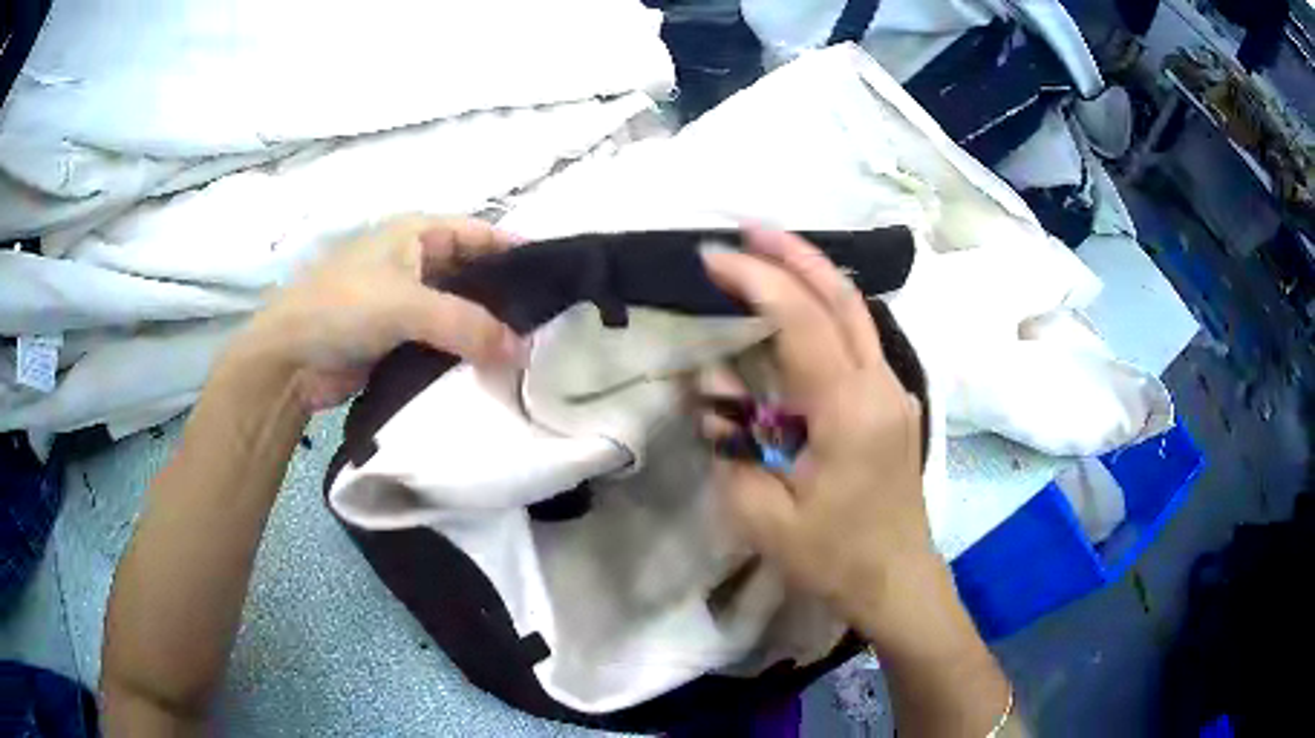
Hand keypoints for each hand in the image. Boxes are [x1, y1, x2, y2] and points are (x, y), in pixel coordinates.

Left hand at [232, 216, 522, 410]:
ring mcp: (407, 303)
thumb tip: (523, 351)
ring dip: (487, 331)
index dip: (517, 251)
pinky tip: (492, 373)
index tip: (556, 279)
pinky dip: (465, 355)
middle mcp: (417, 263)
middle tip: (549, 327)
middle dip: (506, 298)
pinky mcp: (400, 340)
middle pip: (474, 275)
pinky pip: (443, 342)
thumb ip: (467, 324)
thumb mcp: (406, 304)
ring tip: (530, 355)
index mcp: (417, 234)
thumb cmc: (342, 307)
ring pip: (460, 312)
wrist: (289, 361)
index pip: (481, 234)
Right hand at [700, 228, 936, 628]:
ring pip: (856, 312)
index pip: (802, 320)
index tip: (712, 257)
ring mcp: (893, 390)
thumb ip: (730, 447)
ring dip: (813, 274)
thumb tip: (715, 392)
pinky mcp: (892, 402)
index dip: (756, 279)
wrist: (896, 579)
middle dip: (794, 253)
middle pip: (842, 297)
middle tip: (747, 228)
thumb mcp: (762, 515)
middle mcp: (880, 386)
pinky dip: (825, 309)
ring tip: (768, 252)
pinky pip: (859, 338)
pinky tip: (798, 307)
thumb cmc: (833, 557)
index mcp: (850, 411)